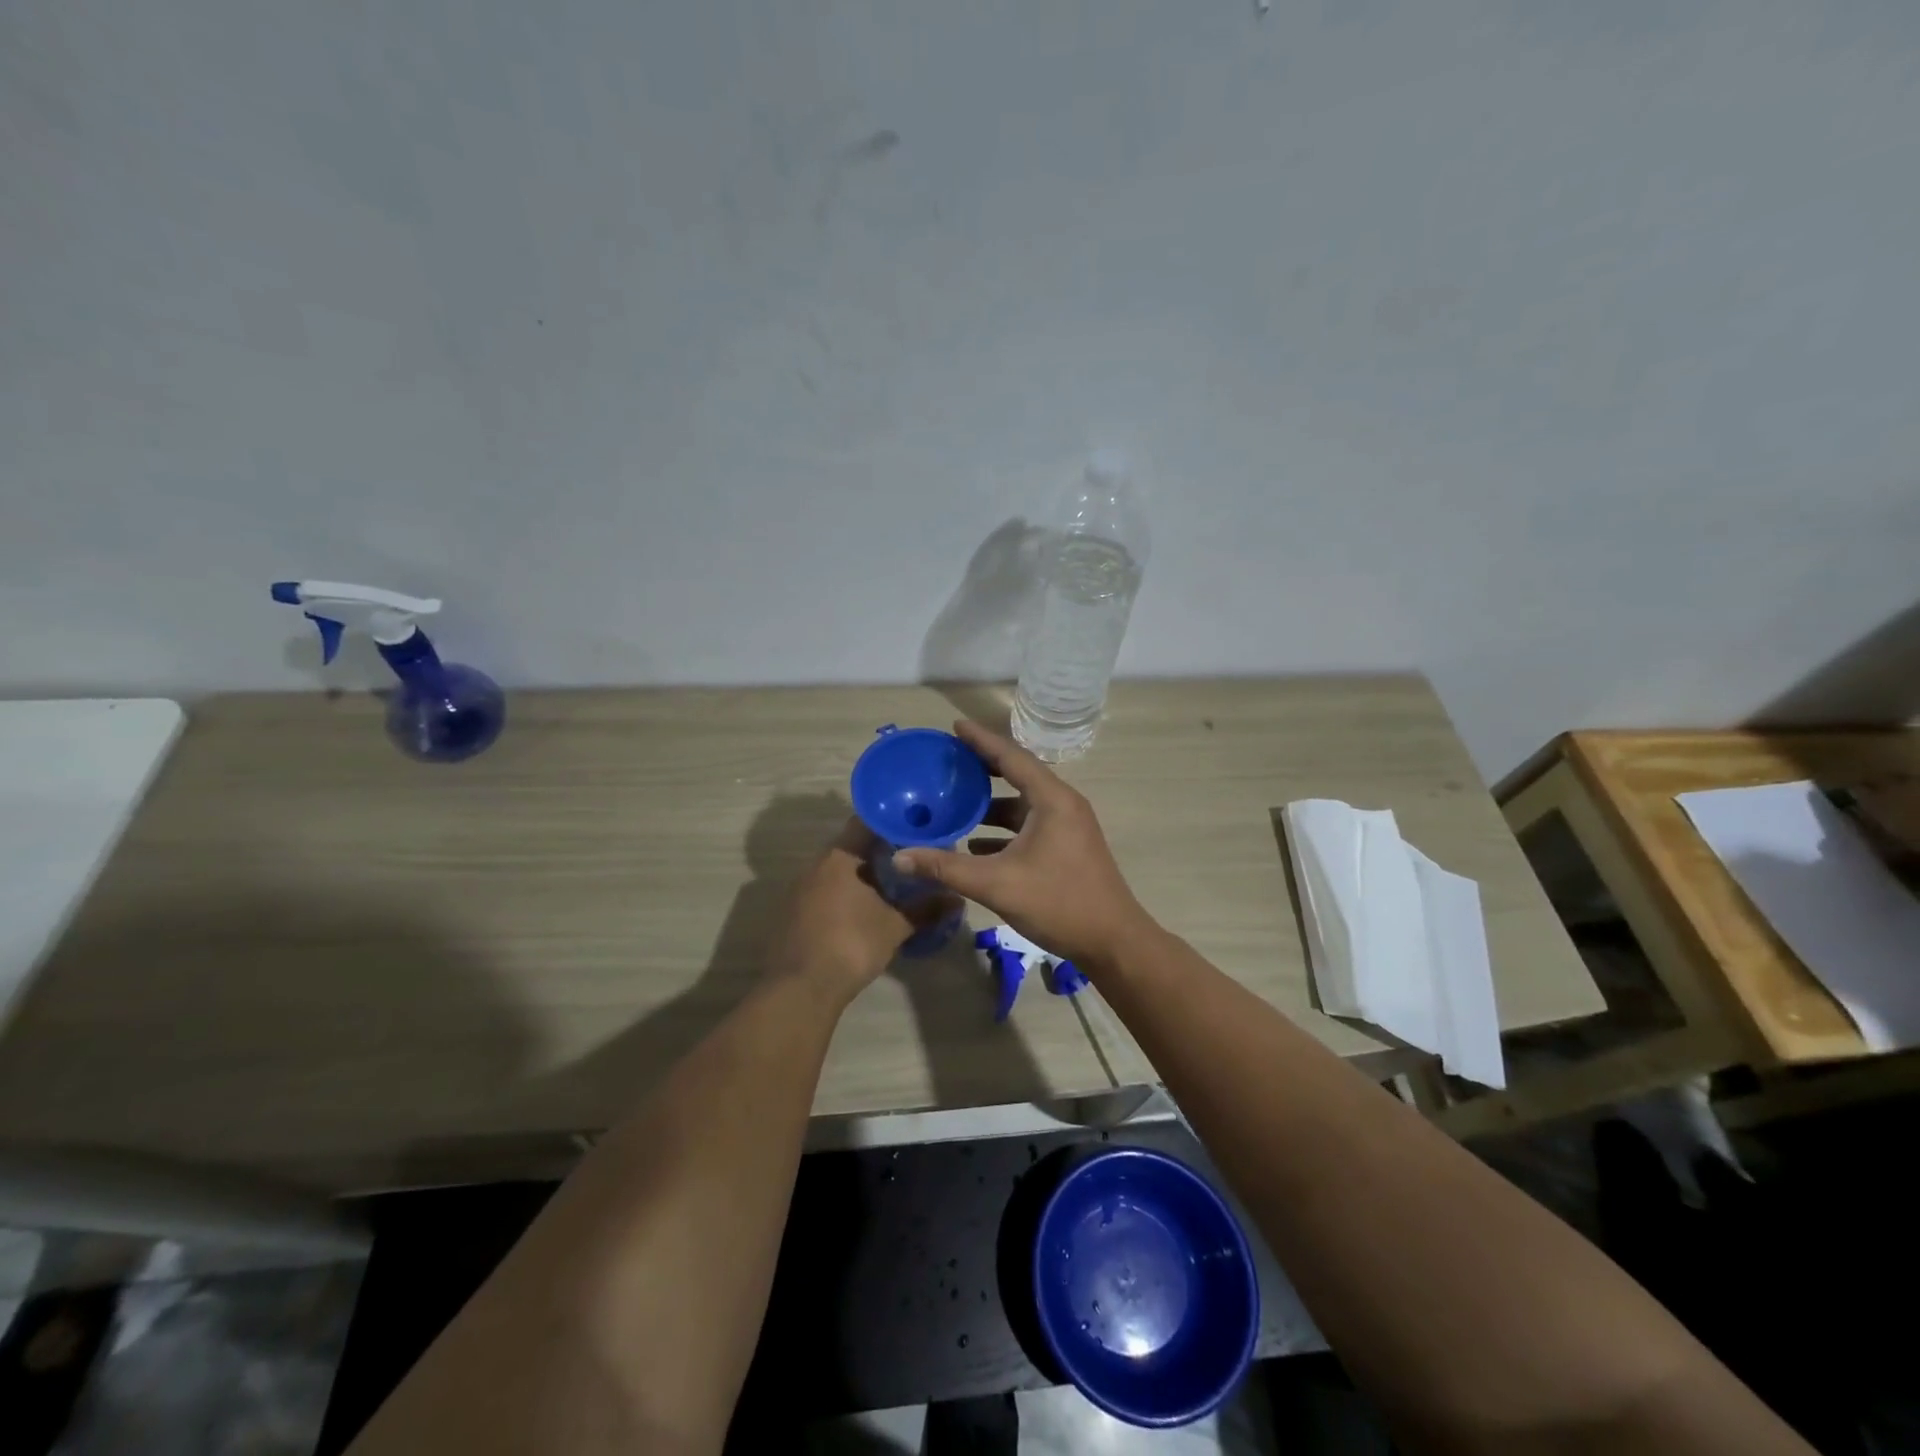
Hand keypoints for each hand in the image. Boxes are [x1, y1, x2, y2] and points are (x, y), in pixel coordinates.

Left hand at [770, 818, 957, 1004]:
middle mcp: (816, 865)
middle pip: (852, 846)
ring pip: (838, 870)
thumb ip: (925, 908)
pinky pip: (826, 891)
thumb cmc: (851, 944)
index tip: (915, 829)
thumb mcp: (895, 926)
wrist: (801, 989)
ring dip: (863, 875)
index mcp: (839, 857)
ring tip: (893, 885)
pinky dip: (847, 894)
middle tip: (911, 859)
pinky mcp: (794, 912)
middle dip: (881, 851)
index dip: (892, 822)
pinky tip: (865, 909)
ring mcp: (801, 889)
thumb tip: (956, 899)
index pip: (866, 822)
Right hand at [891, 721, 1154, 972]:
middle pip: (1017, 774)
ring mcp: (1067, 826)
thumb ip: (947, 868)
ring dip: (990, 802)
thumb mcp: (997, 884)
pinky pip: (1028, 826)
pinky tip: (974, 843)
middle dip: (982, 767)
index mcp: (1051, 799)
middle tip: (948, 760)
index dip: (981, 740)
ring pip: (1022, 804)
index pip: (1011, 757)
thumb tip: (900, 856)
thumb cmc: (1059, 903)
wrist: (1113, 941)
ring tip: (954, 800)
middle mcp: (1062, 804)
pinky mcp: (1065, 847)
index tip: (954, 726)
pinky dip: (1002, 829)